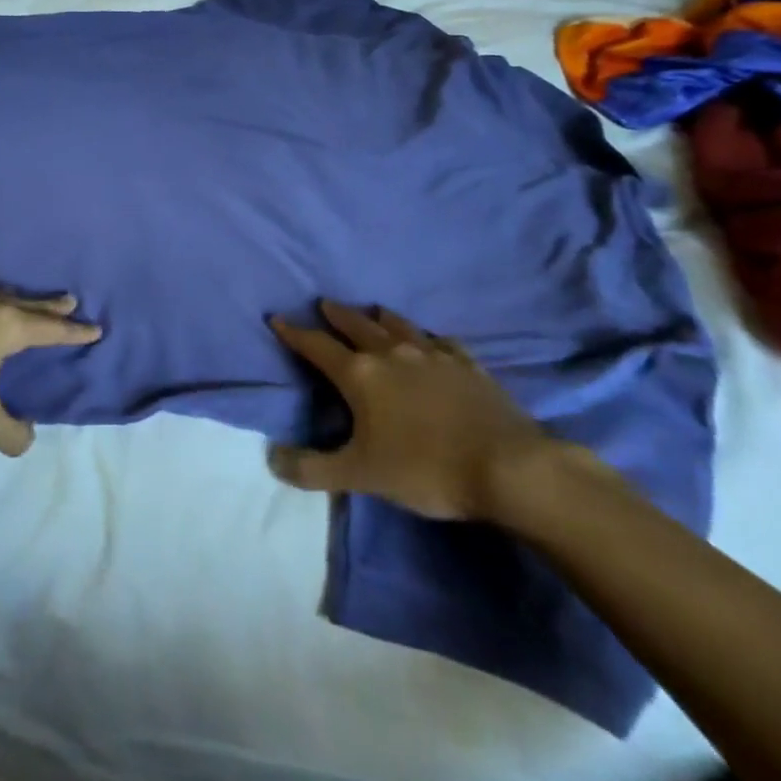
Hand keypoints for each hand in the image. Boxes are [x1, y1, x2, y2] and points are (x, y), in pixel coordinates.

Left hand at [0, 288, 99, 456]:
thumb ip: (8, 431)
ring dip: (12, 301)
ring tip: (19, 305)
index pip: (48, 328)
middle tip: (69, 300)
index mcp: (2, 325)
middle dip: (48, 305)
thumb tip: (27, 440)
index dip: (72, 332)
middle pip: (24, 302)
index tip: (95, 328)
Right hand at [268, 301, 556, 520]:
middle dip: (337, 315)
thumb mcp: (360, 476)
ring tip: (372, 311)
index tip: (278, 318)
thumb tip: (272, 459)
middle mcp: (392, 354)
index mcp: (361, 375)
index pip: (317, 346)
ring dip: (380, 317)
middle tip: (324, 304)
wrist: (508, 467)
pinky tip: (433, 340)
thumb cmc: (425, 469)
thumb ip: (313, 468)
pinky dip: (429, 337)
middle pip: (357, 325)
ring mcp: (434, 356)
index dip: (295, 333)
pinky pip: (442, 342)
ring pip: (399, 326)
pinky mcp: (468, 366)